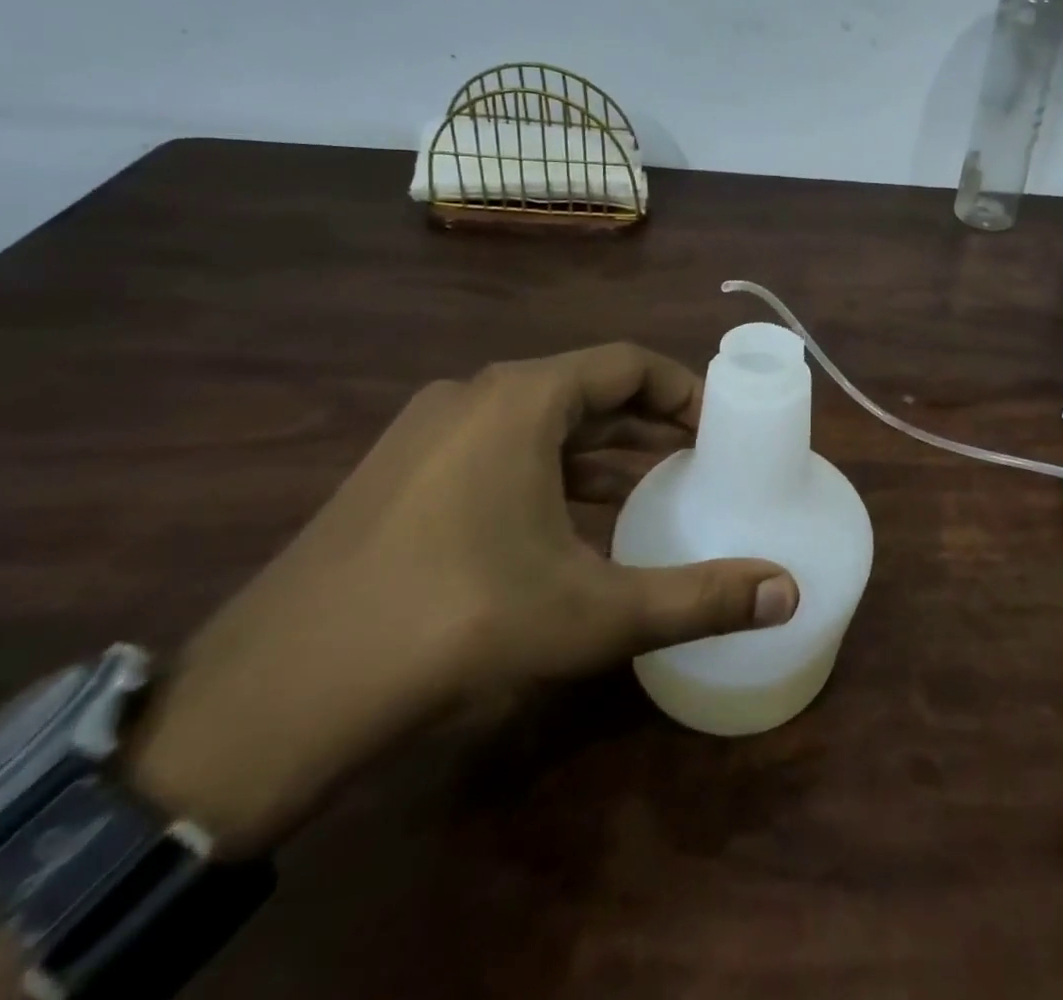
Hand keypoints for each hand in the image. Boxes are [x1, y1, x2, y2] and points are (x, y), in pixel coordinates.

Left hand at [124, 344, 799, 854]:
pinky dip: (548, 471)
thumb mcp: (592, 613)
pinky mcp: (398, 475)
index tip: (720, 429)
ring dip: (598, 448)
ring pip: (538, 422)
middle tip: (697, 458)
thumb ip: (698, 598)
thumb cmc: (455, 625)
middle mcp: (473, 396)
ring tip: (649, 486)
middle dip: (647, 421)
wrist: (274, 698)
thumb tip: (789, 593)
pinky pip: (497, 451)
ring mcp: (426, 433)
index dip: (683, 390)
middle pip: (584, 388)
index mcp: (521, 399)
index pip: (627, 364)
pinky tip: (570, 522)